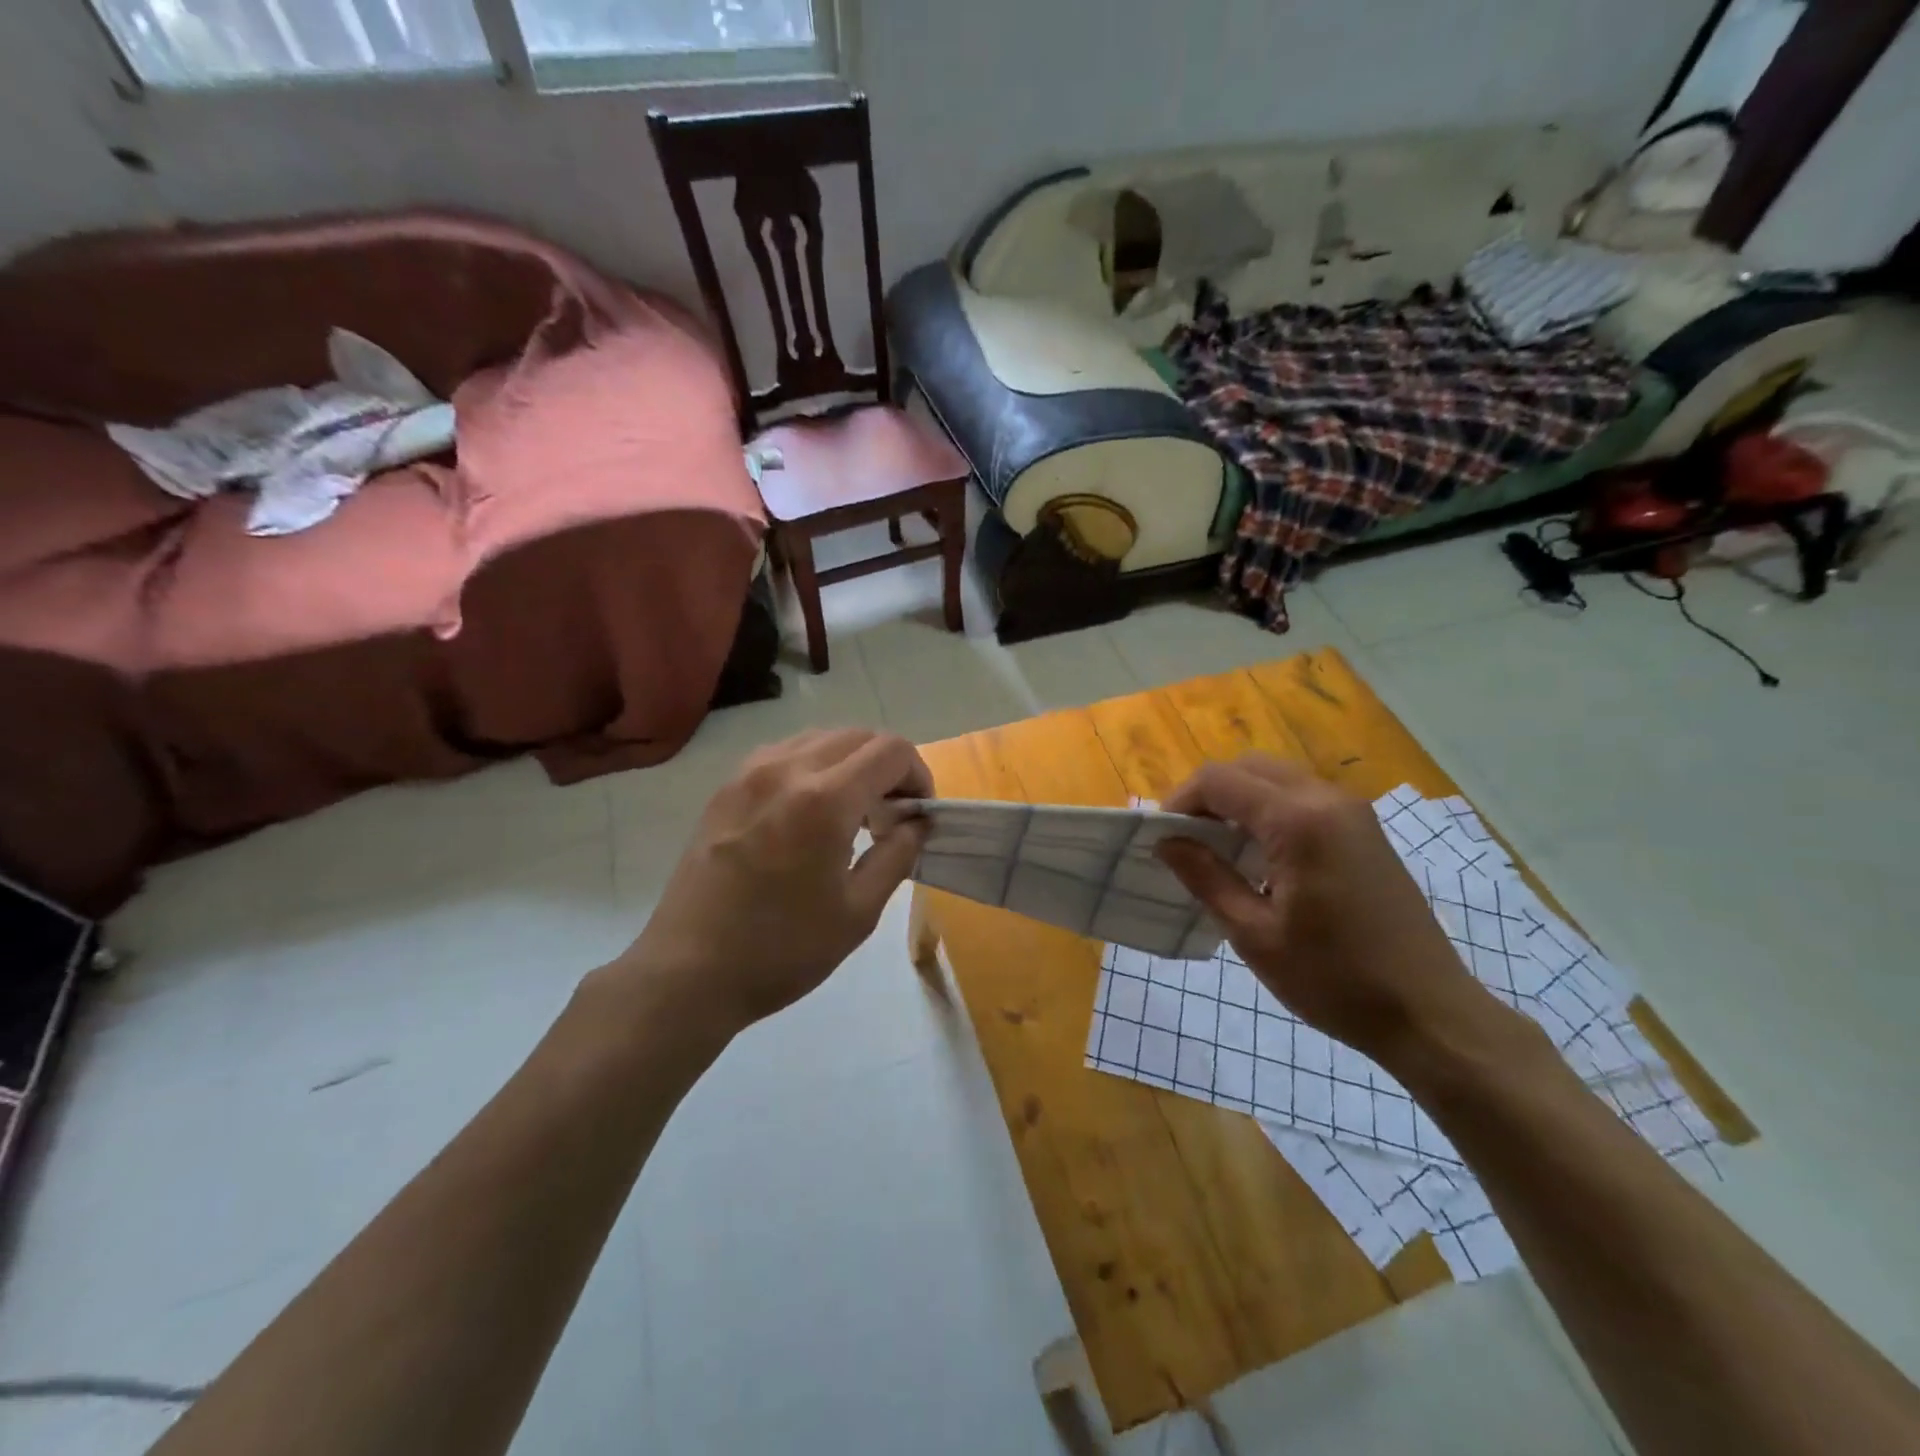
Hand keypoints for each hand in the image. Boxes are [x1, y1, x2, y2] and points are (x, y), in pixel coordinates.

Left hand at [617, 729, 931, 1035]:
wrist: (688, 972)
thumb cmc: (781, 950)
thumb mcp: (858, 912)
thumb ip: (897, 855)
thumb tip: (917, 823)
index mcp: (825, 799)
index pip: (891, 751)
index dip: (918, 775)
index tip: (918, 814)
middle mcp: (787, 769)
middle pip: (857, 736)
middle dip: (888, 766)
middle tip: (891, 814)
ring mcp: (749, 773)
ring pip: (820, 738)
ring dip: (850, 762)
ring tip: (852, 812)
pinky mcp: (726, 788)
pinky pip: (784, 753)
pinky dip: (813, 766)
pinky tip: (810, 811)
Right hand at [1157, 755, 1492, 1068]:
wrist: (1430, 1014)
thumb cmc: (1335, 979)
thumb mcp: (1254, 934)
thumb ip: (1206, 877)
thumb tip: (1166, 842)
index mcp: (1298, 820)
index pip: (1219, 781)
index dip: (1179, 801)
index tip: (1161, 838)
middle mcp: (1327, 799)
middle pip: (1248, 768)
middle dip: (1208, 795)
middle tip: (1186, 840)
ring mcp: (1353, 813)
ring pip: (1277, 778)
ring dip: (1239, 801)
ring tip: (1217, 849)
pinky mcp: (1365, 831)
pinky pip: (1303, 798)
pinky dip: (1269, 811)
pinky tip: (1261, 857)